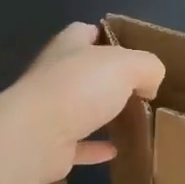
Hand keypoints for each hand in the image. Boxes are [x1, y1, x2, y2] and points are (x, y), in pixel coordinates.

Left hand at [0, 23, 166, 183]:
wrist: (34, 135)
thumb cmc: (79, 88)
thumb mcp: (127, 65)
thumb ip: (147, 67)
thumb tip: (150, 83)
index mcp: (68, 47)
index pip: (84, 32)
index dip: (106, 36)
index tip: (130, 50)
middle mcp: (54, 75)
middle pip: (83, 71)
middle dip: (107, 78)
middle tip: (139, 89)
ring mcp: (48, 110)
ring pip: (79, 108)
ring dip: (101, 113)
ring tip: (131, 120)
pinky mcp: (50, 144)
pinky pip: (78, 144)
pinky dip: (95, 148)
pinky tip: (116, 151)